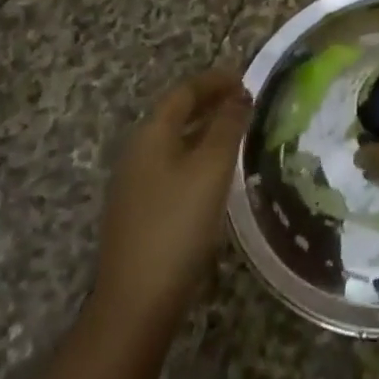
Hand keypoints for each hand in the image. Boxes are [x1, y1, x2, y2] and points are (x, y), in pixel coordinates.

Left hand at [92, 70, 251, 329]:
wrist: (137, 301)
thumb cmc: (178, 223)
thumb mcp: (212, 167)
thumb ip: (228, 125)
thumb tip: (240, 94)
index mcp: (151, 135)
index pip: (184, 92)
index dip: (214, 80)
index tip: (245, 77)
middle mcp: (137, 153)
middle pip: (175, 114)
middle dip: (209, 102)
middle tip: (244, 100)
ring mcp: (134, 185)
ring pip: (173, 141)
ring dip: (204, 129)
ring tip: (236, 131)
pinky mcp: (139, 212)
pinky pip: (171, 165)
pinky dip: (196, 154)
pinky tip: (215, 172)